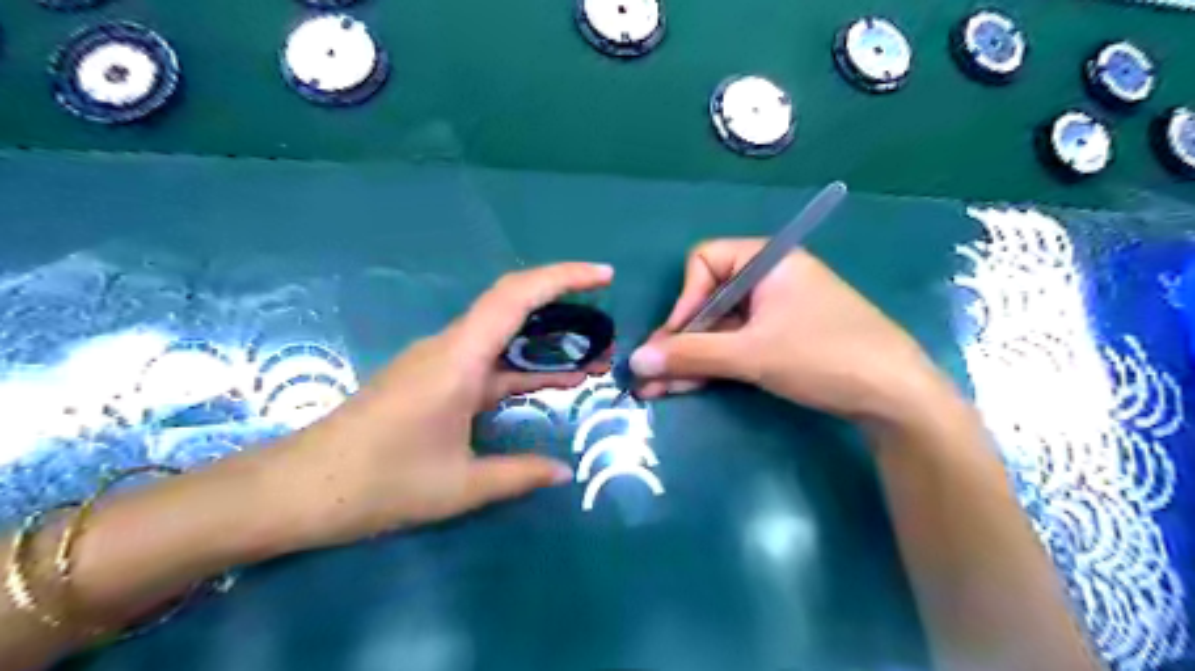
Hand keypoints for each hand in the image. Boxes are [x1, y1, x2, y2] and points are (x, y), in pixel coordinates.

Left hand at [263, 262, 615, 548]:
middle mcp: (448, 348)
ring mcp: (437, 362)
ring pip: (500, 335)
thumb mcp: (459, 486)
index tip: (604, 276)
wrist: (296, 490)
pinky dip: (520, 366)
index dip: (563, 277)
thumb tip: (565, 472)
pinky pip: (485, 360)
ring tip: (588, 360)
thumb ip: (519, 475)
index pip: (516, 296)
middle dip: (563, 306)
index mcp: (458, 359)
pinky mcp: (430, 379)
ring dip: (544, 342)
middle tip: (605, 325)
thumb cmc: (378, 483)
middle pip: (511, 305)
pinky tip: (543, 385)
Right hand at [629, 239, 958, 420]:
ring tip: (659, 390)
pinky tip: (687, 386)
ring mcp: (776, 311)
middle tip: (650, 375)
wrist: (897, 397)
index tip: (674, 337)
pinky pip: (737, 344)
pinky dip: (714, 365)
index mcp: (767, 260)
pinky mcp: (783, 339)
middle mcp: (769, 279)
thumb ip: (690, 355)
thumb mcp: (751, 354)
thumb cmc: (823, 356)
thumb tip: (635, 360)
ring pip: (719, 329)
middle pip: (708, 301)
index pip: (704, 262)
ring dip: (690, 358)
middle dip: (679, 340)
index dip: (683, 299)